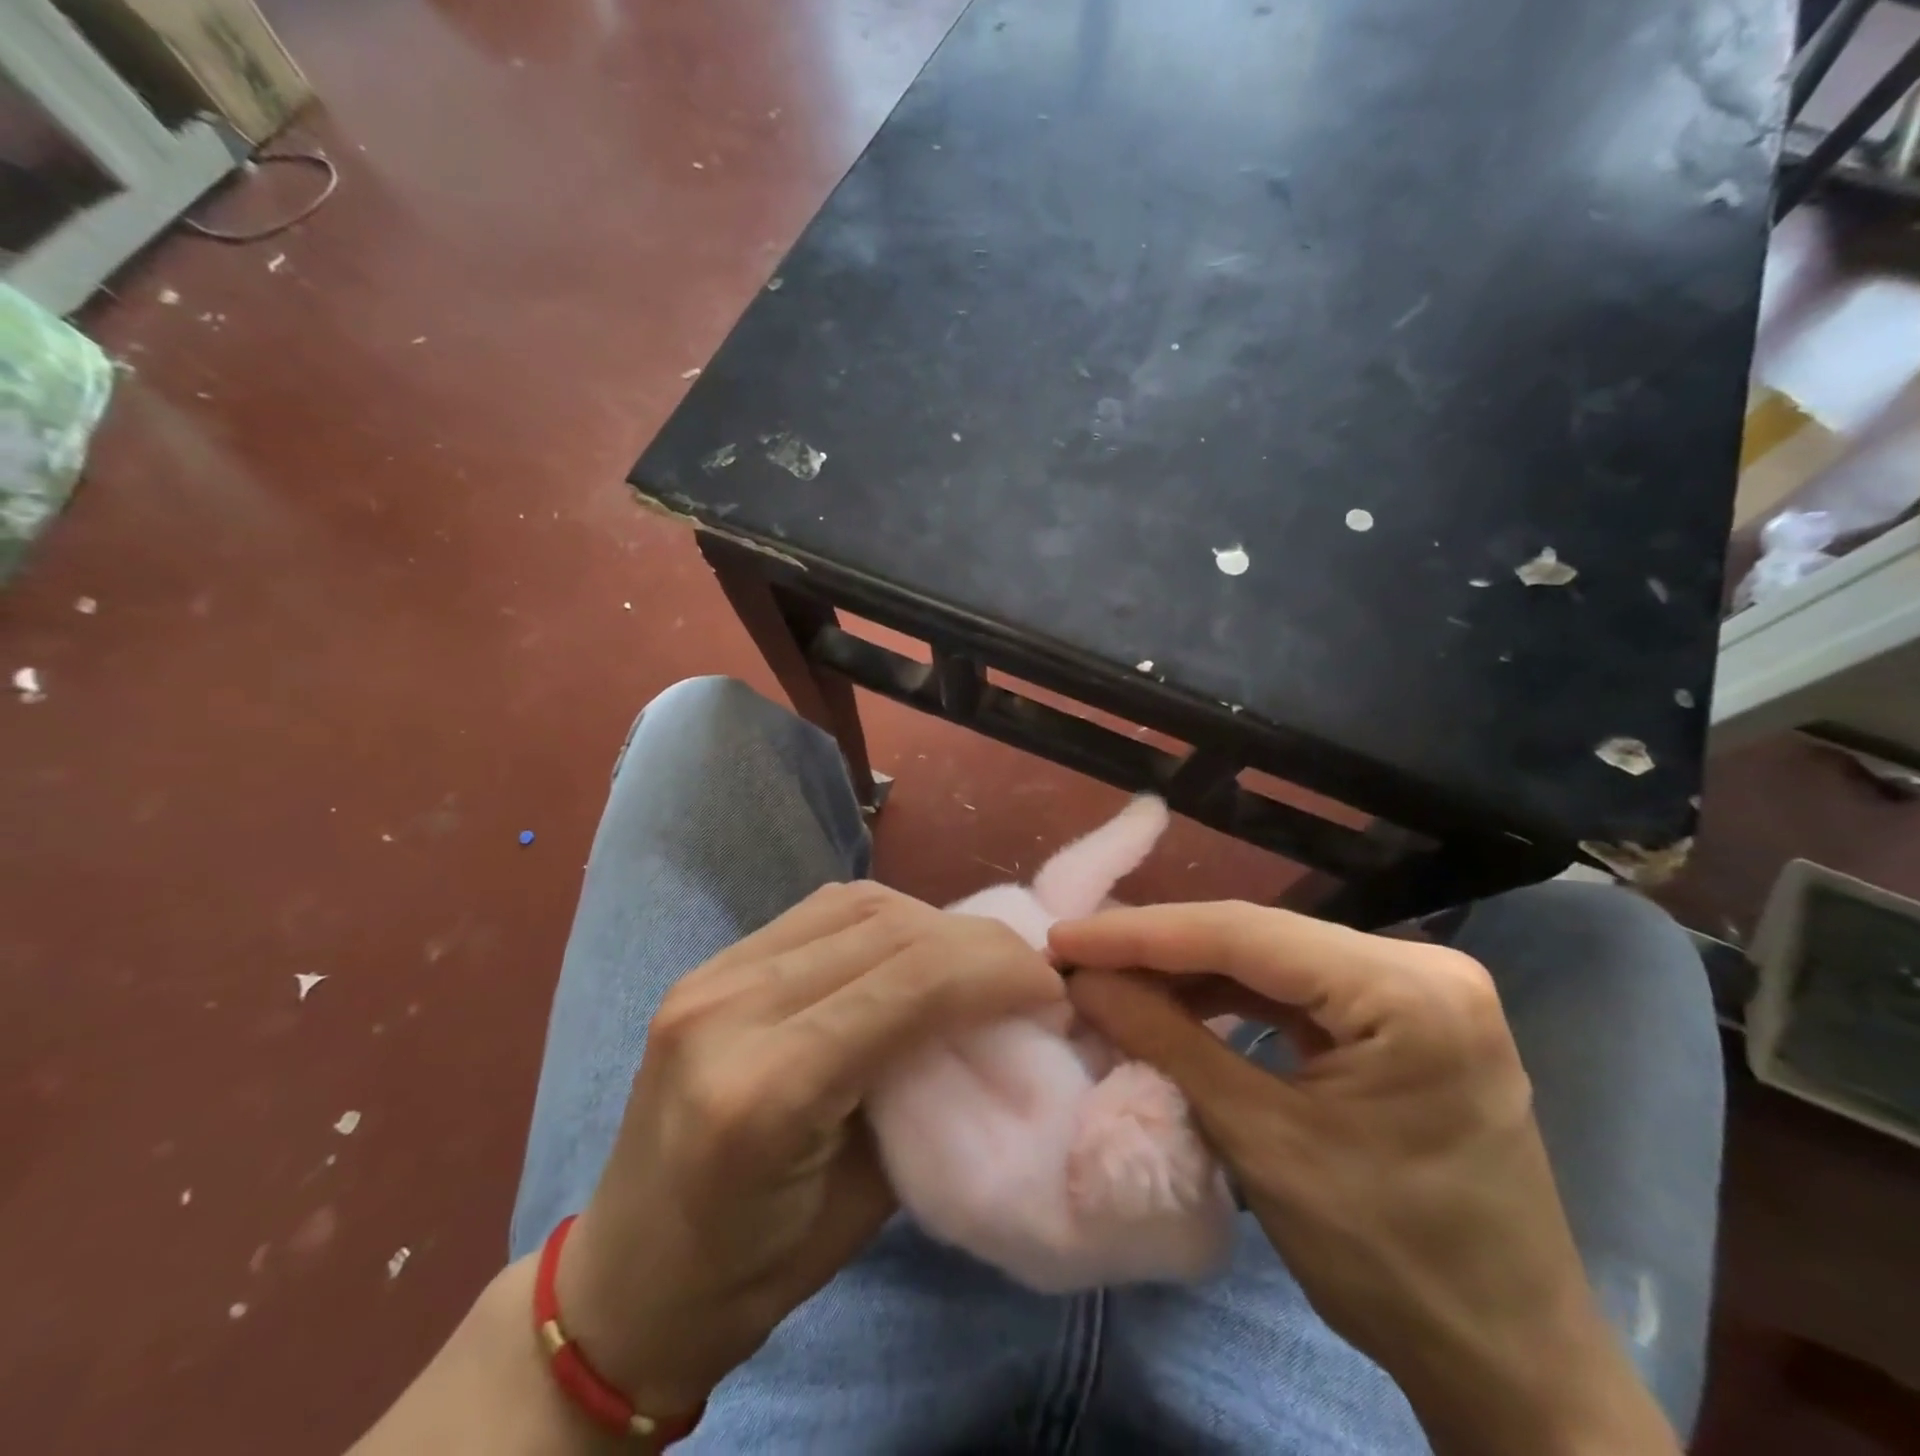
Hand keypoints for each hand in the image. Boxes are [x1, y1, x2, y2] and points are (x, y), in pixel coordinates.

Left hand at [555, 882, 1061, 1422]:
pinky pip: (818, 913)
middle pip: (886, 930)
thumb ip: (929, 1091)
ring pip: (854, 905)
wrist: (625, 1278)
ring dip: (931, 922)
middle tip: (1027, 967)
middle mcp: (730, 1010)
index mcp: (766, 1091)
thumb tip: (990, 1022)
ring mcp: (710, 976)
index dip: (996, 972)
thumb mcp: (869, 1202)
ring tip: (974, 957)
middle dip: (976, 941)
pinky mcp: (709, 966)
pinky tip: (911, 946)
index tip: (1049, 988)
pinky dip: (882, 918)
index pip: (910, 986)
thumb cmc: (752, 1272)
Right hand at [1051, 902, 1677, 1455]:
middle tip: (1078, 954)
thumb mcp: (1261, 1142)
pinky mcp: (1404, 1014)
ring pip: (1271, 956)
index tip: (1065, 938)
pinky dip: (1230, 993)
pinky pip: (1296, 987)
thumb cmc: (1389, 1264)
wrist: (1508, 1364)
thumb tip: (1084, 980)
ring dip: (1189, 968)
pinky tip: (1175, 999)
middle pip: (1259, 937)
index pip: (1246, 936)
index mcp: (1409, 992)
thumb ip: (1166, 1041)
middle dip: (1160, 947)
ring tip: (1112, 975)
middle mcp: (1422, 966)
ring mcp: (1418, 987)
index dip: (1142, 934)